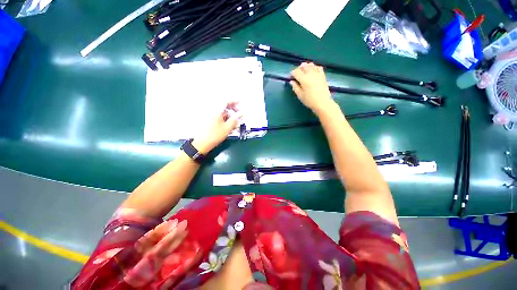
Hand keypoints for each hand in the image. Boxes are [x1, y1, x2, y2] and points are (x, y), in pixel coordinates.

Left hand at [193, 102, 241, 153]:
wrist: (201, 144)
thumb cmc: (214, 135)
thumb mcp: (228, 127)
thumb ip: (235, 119)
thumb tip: (241, 113)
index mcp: (216, 110)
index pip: (226, 101)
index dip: (235, 100)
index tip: (241, 102)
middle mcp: (212, 110)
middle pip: (224, 106)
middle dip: (233, 109)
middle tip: (240, 114)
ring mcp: (210, 115)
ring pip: (222, 112)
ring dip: (230, 116)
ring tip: (236, 123)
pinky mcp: (209, 120)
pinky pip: (219, 116)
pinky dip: (225, 119)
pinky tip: (229, 126)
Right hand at [290, 62, 334, 114]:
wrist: (322, 102)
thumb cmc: (309, 100)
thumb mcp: (300, 95)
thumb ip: (295, 87)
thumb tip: (292, 81)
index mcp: (303, 79)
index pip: (296, 72)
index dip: (292, 74)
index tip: (291, 78)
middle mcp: (310, 74)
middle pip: (303, 66)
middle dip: (299, 69)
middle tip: (297, 74)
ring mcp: (317, 73)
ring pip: (311, 65)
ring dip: (306, 66)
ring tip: (304, 71)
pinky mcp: (322, 75)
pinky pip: (318, 67)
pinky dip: (314, 67)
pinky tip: (313, 71)